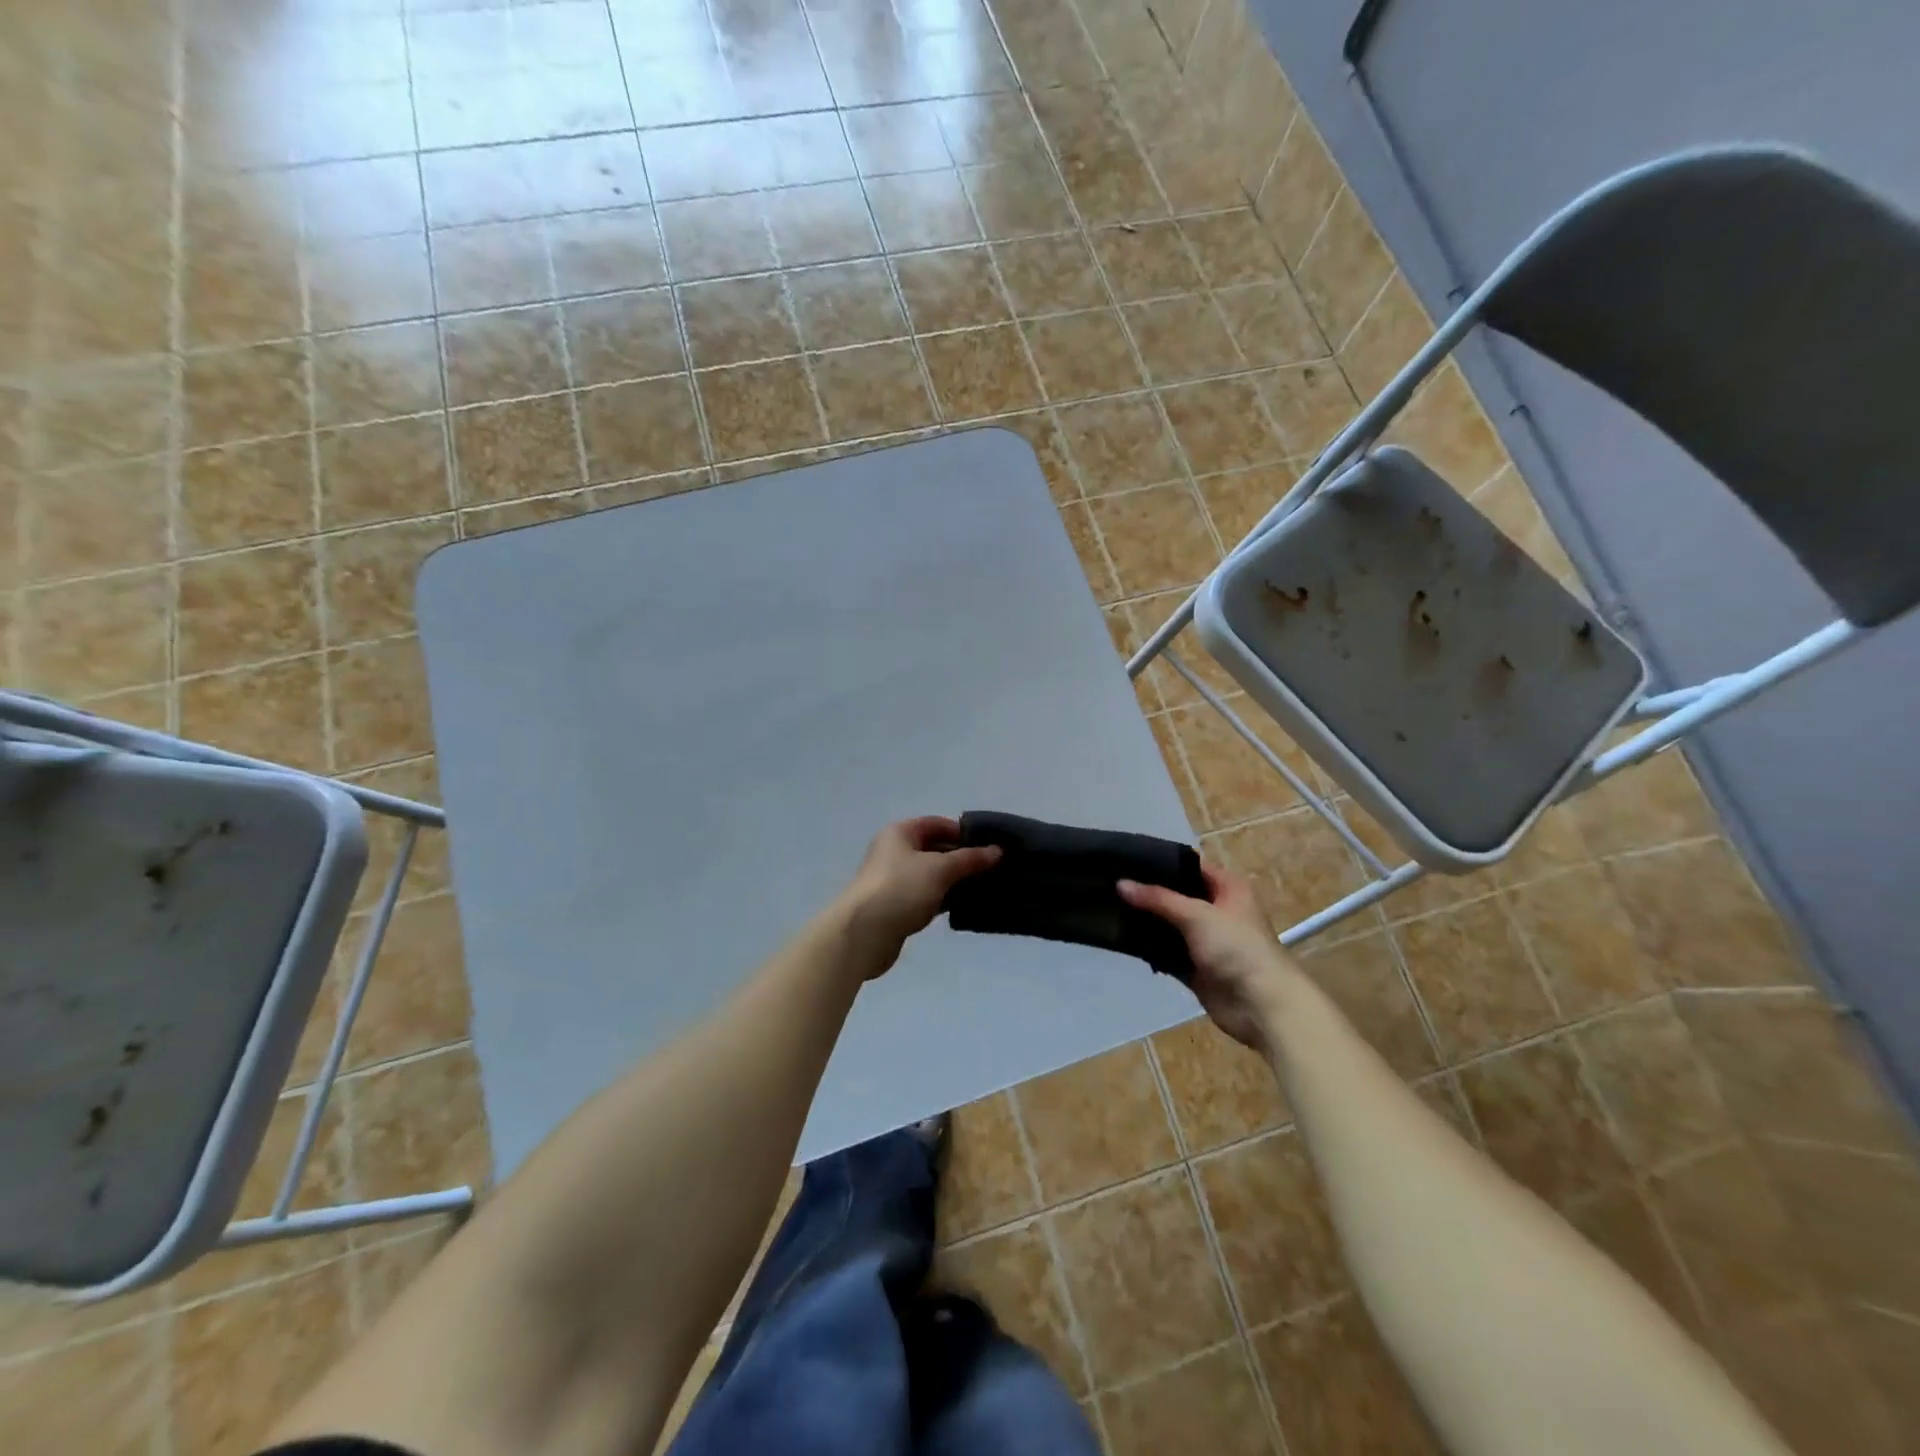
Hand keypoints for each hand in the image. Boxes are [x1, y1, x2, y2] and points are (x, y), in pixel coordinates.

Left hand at [834, 817, 1000, 977]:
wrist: (863, 934)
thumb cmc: (901, 889)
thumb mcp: (940, 869)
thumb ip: (970, 859)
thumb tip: (997, 850)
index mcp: (900, 833)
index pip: (936, 824)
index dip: (963, 832)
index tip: (989, 845)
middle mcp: (894, 852)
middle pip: (934, 849)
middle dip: (962, 858)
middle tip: (993, 868)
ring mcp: (894, 881)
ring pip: (932, 875)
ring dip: (955, 881)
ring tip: (986, 887)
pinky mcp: (896, 907)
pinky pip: (926, 897)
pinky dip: (944, 899)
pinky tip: (964, 907)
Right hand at [1119, 866, 1302, 1053]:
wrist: (1261, 1006)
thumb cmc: (1237, 948)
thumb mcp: (1197, 914)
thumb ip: (1157, 899)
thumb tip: (1120, 883)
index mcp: (1228, 888)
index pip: (1190, 866)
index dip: (1161, 863)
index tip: (1127, 859)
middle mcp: (1217, 910)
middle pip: (1177, 896)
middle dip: (1148, 893)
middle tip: (1110, 883)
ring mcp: (1205, 940)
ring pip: (1169, 925)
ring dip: (1146, 921)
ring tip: (1108, 907)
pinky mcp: (1195, 967)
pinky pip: (1166, 952)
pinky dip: (1149, 948)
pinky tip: (1121, 938)